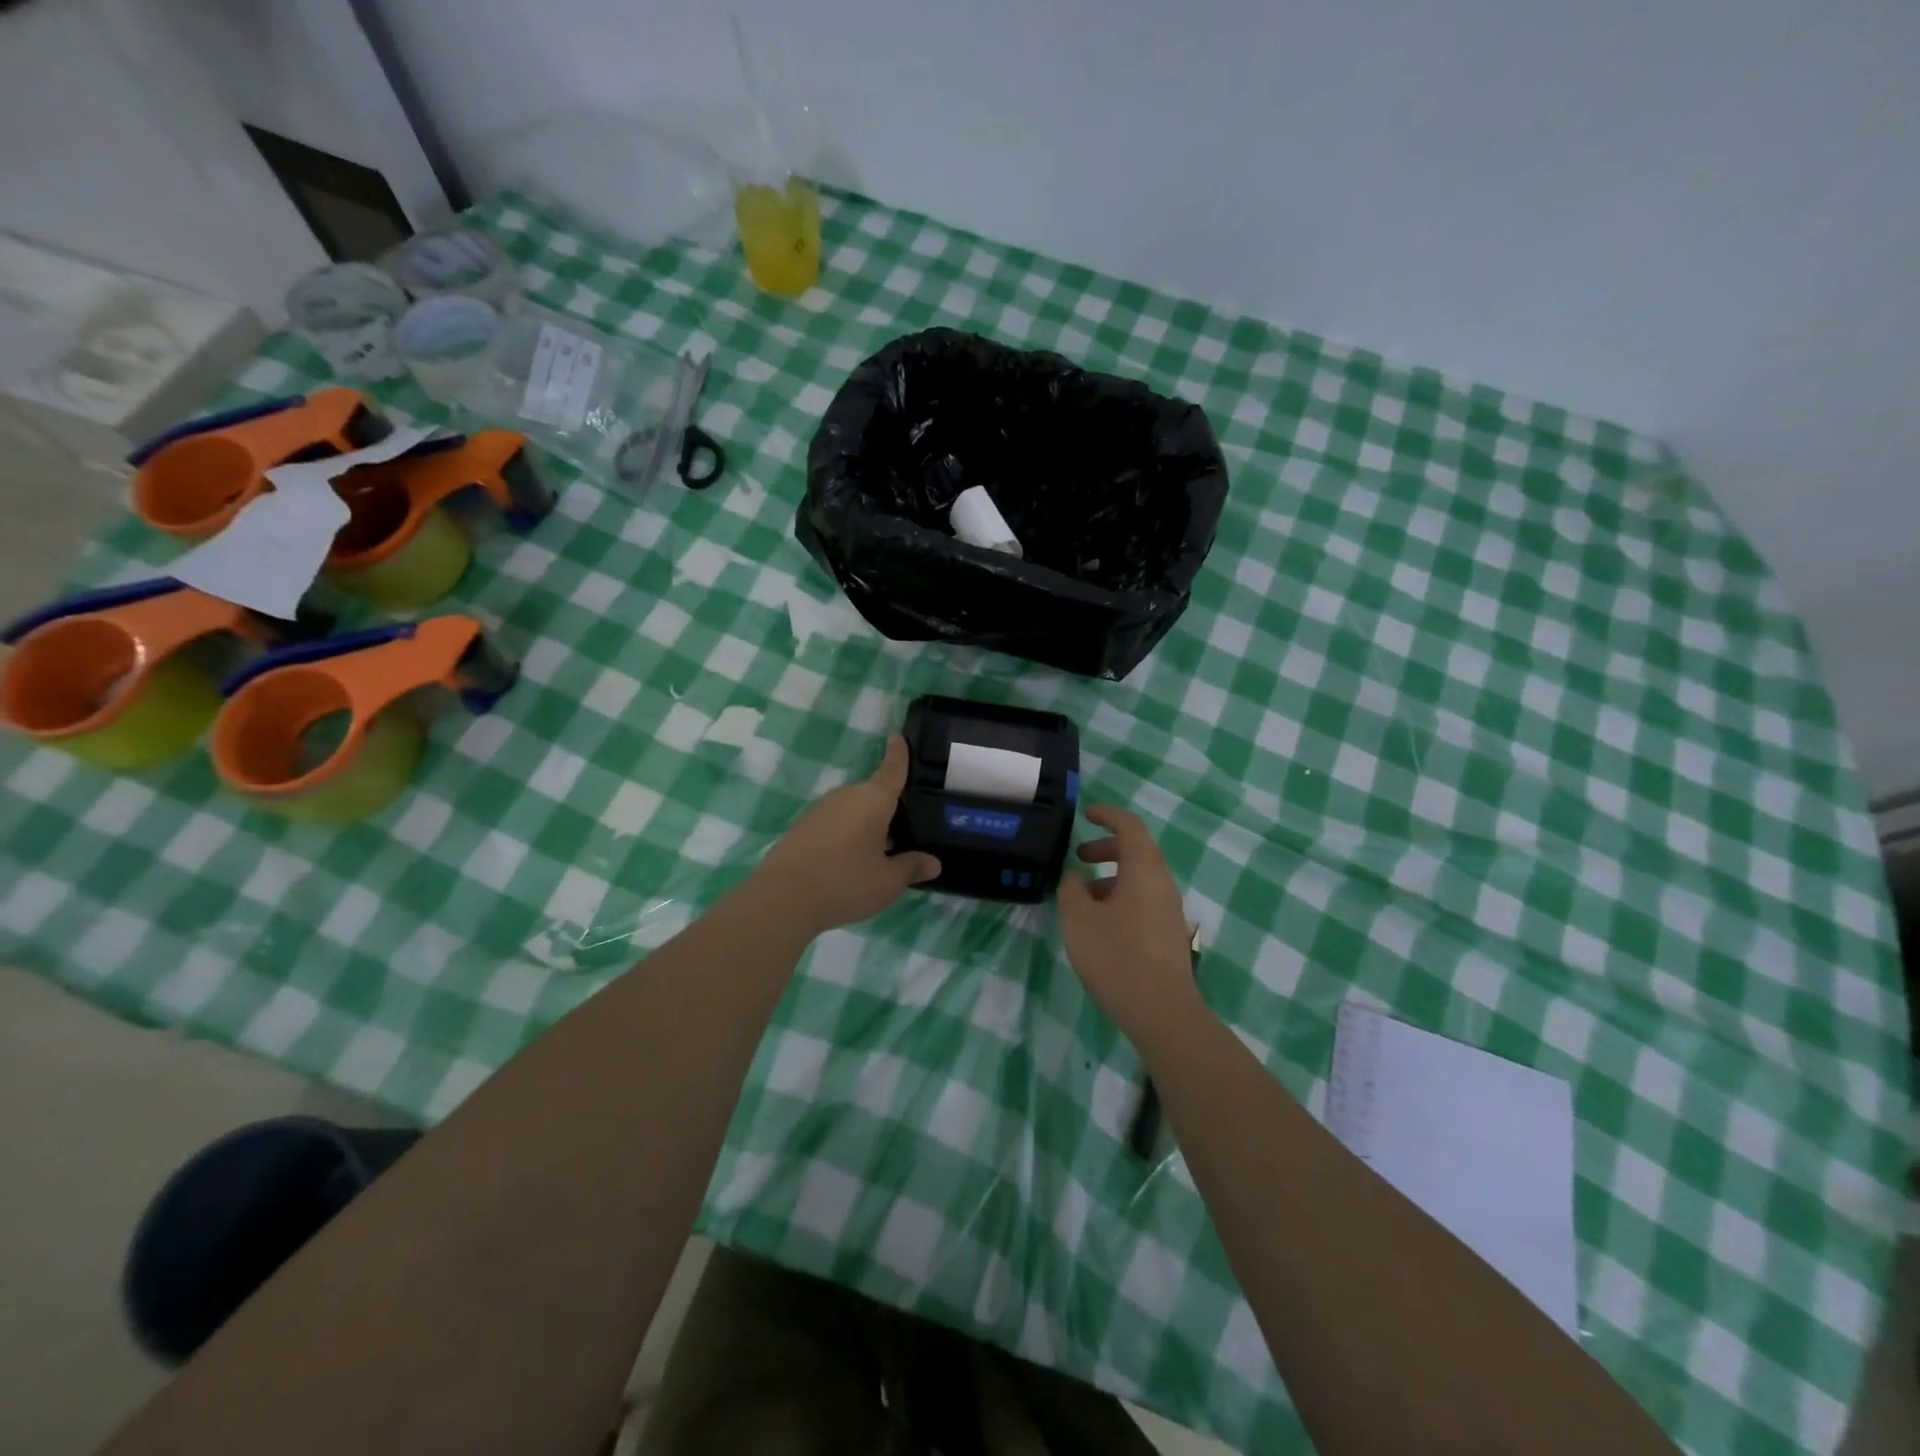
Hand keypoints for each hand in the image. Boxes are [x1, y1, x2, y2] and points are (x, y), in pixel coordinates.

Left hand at [752, 735, 940, 935]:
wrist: (782, 899)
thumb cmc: (845, 882)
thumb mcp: (887, 881)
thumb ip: (912, 868)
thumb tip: (934, 862)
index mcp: (873, 800)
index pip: (892, 770)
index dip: (898, 754)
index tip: (898, 736)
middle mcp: (847, 796)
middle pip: (874, 795)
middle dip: (890, 808)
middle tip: (908, 831)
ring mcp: (821, 810)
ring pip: (854, 811)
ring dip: (868, 825)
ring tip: (882, 853)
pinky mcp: (803, 827)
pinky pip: (836, 824)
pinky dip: (848, 835)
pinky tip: (851, 862)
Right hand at [1058, 805, 1201, 1044]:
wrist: (1162, 1012)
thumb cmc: (1117, 957)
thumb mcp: (1079, 919)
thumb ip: (1071, 890)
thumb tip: (1075, 877)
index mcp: (1144, 870)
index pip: (1129, 826)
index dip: (1107, 815)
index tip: (1086, 814)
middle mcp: (1162, 883)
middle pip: (1137, 851)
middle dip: (1106, 847)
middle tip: (1079, 857)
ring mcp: (1169, 910)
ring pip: (1139, 878)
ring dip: (1110, 877)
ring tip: (1082, 897)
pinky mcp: (1168, 933)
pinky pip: (1143, 900)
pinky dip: (1120, 897)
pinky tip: (1100, 924)